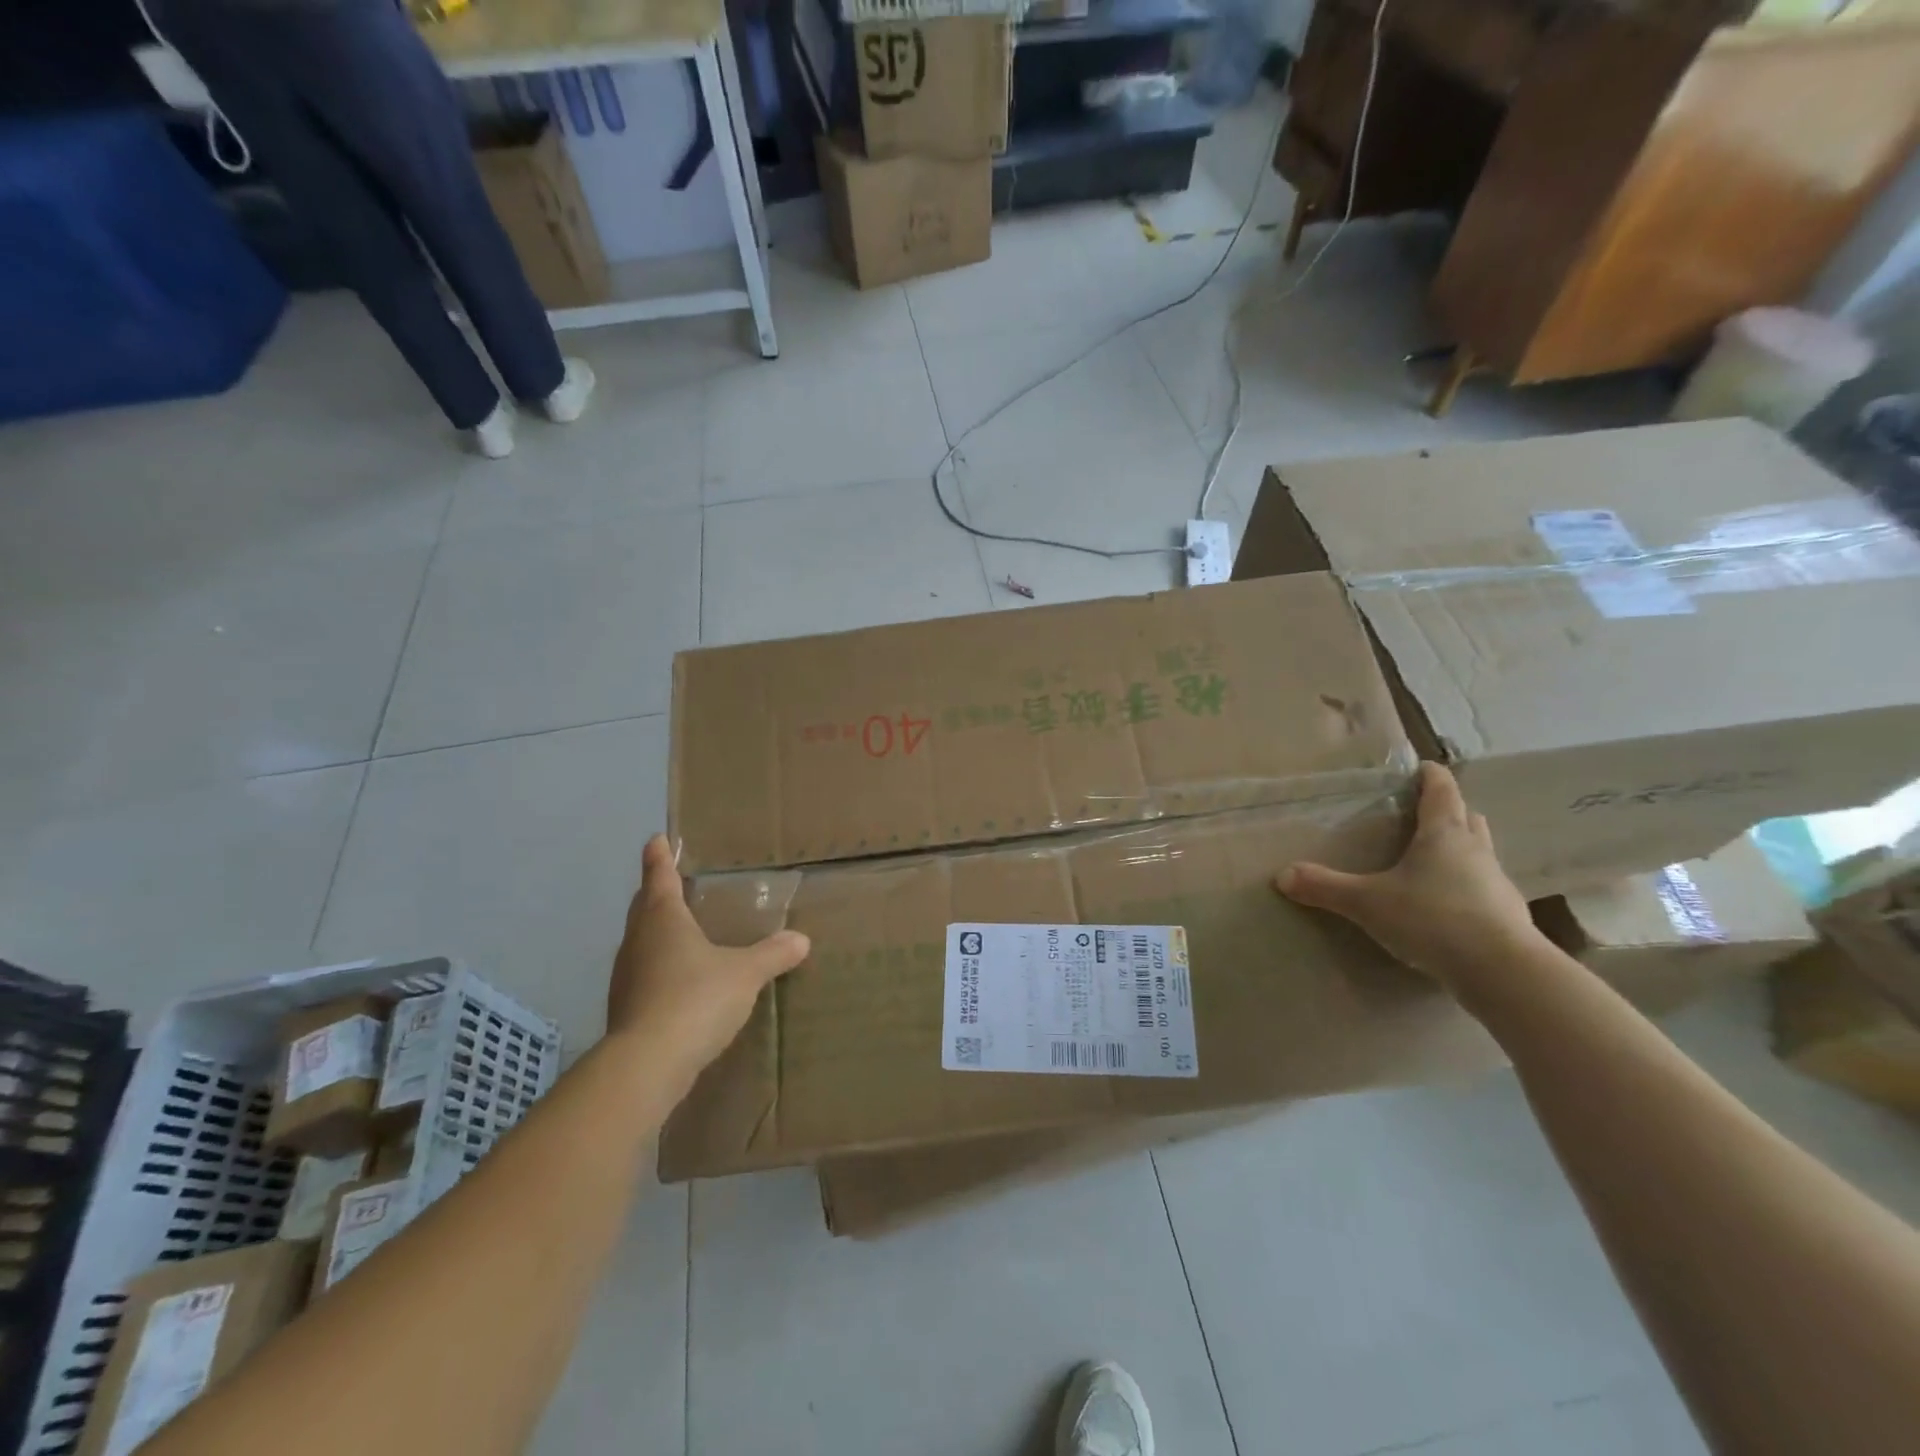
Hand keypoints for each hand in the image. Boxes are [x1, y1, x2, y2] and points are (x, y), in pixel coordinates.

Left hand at [607, 835, 808, 1079]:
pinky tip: (680, 980)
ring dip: (657, 932)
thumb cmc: (695, 999)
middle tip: (673, 882)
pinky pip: (644, 974)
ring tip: (682, 931)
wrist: (647, 1064)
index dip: (659, 857)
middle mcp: (638, 941)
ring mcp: (626, 976)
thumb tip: (801, 940)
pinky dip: (659, 966)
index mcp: (663, 919)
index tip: (656, 840)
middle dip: (656, 893)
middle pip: (644, 907)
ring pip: (641, 941)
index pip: (659, 877)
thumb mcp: (745, 974)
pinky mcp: (626, 1008)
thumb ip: (772, 954)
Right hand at [1275, 762, 1540, 993]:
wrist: (1503, 973)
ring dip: (1460, 849)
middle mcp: (1476, 850)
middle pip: (1467, 817)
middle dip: (1448, 811)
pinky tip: (1444, 906)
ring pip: (1479, 853)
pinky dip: (1465, 886)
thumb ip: (1325, 887)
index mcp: (1444, 834)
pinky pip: (1483, 888)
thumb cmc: (1433, 919)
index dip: (1430, 775)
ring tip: (1430, 860)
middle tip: (1420, 814)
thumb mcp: (1367, 902)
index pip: (1442, 790)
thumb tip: (1282, 875)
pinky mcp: (1507, 917)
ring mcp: (1496, 884)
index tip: (1420, 768)